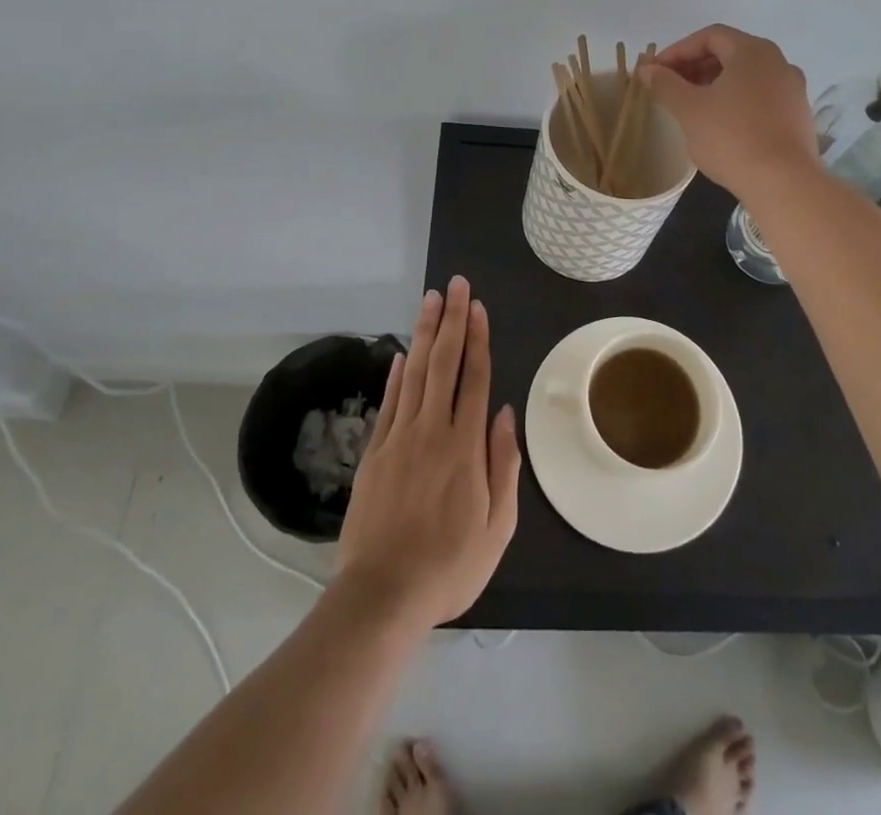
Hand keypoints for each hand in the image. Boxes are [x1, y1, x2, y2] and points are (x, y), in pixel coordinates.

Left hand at [337, 276, 521, 632]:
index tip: (478, 307)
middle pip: (444, 364)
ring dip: (425, 334)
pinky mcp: (375, 453)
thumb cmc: (449, 566)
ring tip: (431, 300)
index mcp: (465, 446)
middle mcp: (432, 431)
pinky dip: (397, 374)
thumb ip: (503, 465)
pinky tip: (403, 353)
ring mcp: (399, 439)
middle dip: (452, 321)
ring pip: (415, 373)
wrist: (383, 596)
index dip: (478, 339)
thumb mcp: (498, 526)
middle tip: (455, 285)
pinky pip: (389, 403)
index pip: (475, 378)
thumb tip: (506, 413)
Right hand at [639, 24, 818, 199]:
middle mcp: (779, 62)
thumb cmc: (731, 138)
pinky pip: (760, 97)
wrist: (783, 184)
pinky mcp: (797, 116)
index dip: (678, 50)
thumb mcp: (689, 109)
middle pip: (730, 53)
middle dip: (695, 67)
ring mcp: (792, 90)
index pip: (710, 36)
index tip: (656, 71)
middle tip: (669, 88)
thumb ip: (666, 84)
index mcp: (753, 51)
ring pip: (746, 77)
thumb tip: (647, 69)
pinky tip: (720, 125)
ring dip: (714, 85)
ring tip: (691, 107)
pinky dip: (736, 101)